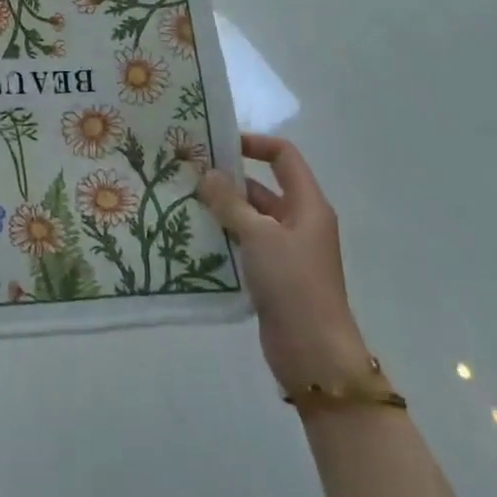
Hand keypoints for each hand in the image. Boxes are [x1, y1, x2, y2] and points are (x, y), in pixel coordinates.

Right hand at [197, 134, 370, 396]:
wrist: (313, 352)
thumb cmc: (293, 283)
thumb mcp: (259, 236)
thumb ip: (230, 203)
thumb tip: (207, 174)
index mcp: (307, 204)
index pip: (283, 157)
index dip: (254, 143)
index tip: (218, 144)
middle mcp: (299, 221)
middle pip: (263, 186)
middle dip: (227, 180)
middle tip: (187, 175)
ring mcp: (287, 249)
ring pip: (250, 217)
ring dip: (221, 209)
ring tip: (183, 203)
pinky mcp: (273, 274)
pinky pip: (246, 243)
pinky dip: (224, 236)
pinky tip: (194, 237)